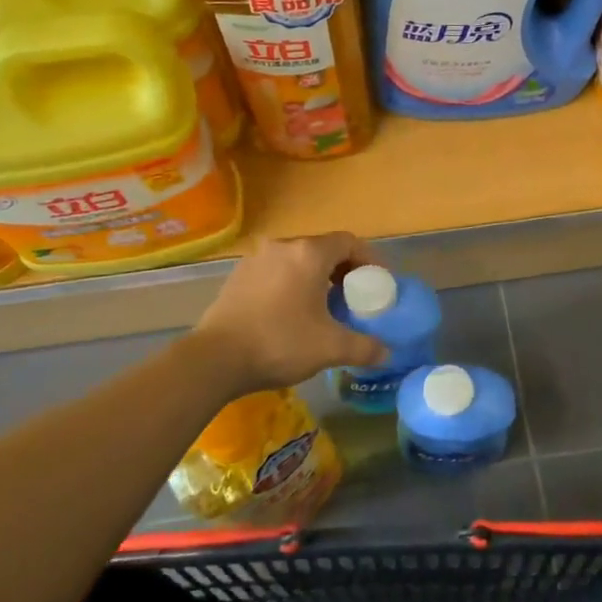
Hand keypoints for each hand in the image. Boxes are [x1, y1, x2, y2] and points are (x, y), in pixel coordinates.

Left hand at [192, 234, 388, 395]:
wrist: (215, 359)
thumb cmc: (280, 343)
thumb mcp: (331, 348)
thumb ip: (365, 347)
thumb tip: (387, 353)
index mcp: (309, 254)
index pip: (349, 242)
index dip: (369, 259)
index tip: (378, 282)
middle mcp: (282, 247)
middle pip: (323, 249)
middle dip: (344, 270)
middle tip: (354, 296)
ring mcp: (256, 259)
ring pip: (297, 260)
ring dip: (316, 277)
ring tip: (324, 306)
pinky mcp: (238, 277)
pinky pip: (276, 272)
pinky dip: (291, 284)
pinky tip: (292, 313)